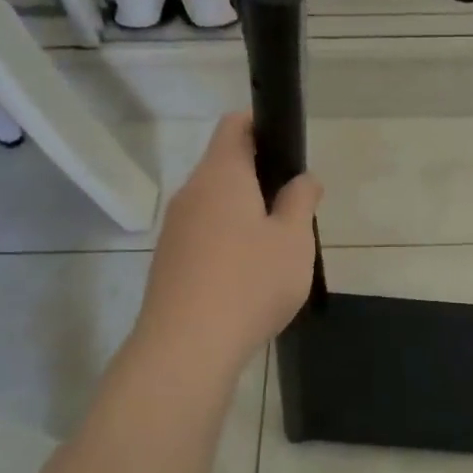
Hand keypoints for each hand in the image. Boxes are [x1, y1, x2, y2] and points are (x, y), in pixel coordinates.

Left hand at [137, 114, 321, 371]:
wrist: (187, 346)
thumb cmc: (250, 282)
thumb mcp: (294, 239)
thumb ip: (301, 201)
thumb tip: (303, 179)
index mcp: (222, 175)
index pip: (234, 125)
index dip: (262, 125)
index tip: (288, 147)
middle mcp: (191, 193)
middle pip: (224, 166)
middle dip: (260, 177)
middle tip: (295, 207)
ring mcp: (175, 229)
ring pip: (214, 204)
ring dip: (244, 212)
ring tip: (276, 246)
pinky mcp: (169, 261)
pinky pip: (204, 235)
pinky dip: (227, 240)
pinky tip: (248, 275)